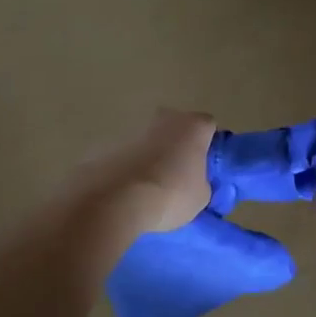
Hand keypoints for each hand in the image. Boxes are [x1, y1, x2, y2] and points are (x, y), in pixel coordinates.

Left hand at [77, 109, 217, 237]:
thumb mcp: (201, 197)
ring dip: (152, 157)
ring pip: (150, 141)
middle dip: (178, 148)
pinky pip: (126, 154)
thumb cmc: (170, 193)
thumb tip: (192, 182)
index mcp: (193, 125)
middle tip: (179, 176)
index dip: (208, 147)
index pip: (208, 128)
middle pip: (177, 129)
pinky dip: (129, 167)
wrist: (115, 199)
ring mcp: (133, 128)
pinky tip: (128, 190)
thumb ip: (202, 182)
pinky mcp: (107, 142)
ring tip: (150, 188)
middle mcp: (164, 117)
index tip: (204, 169)